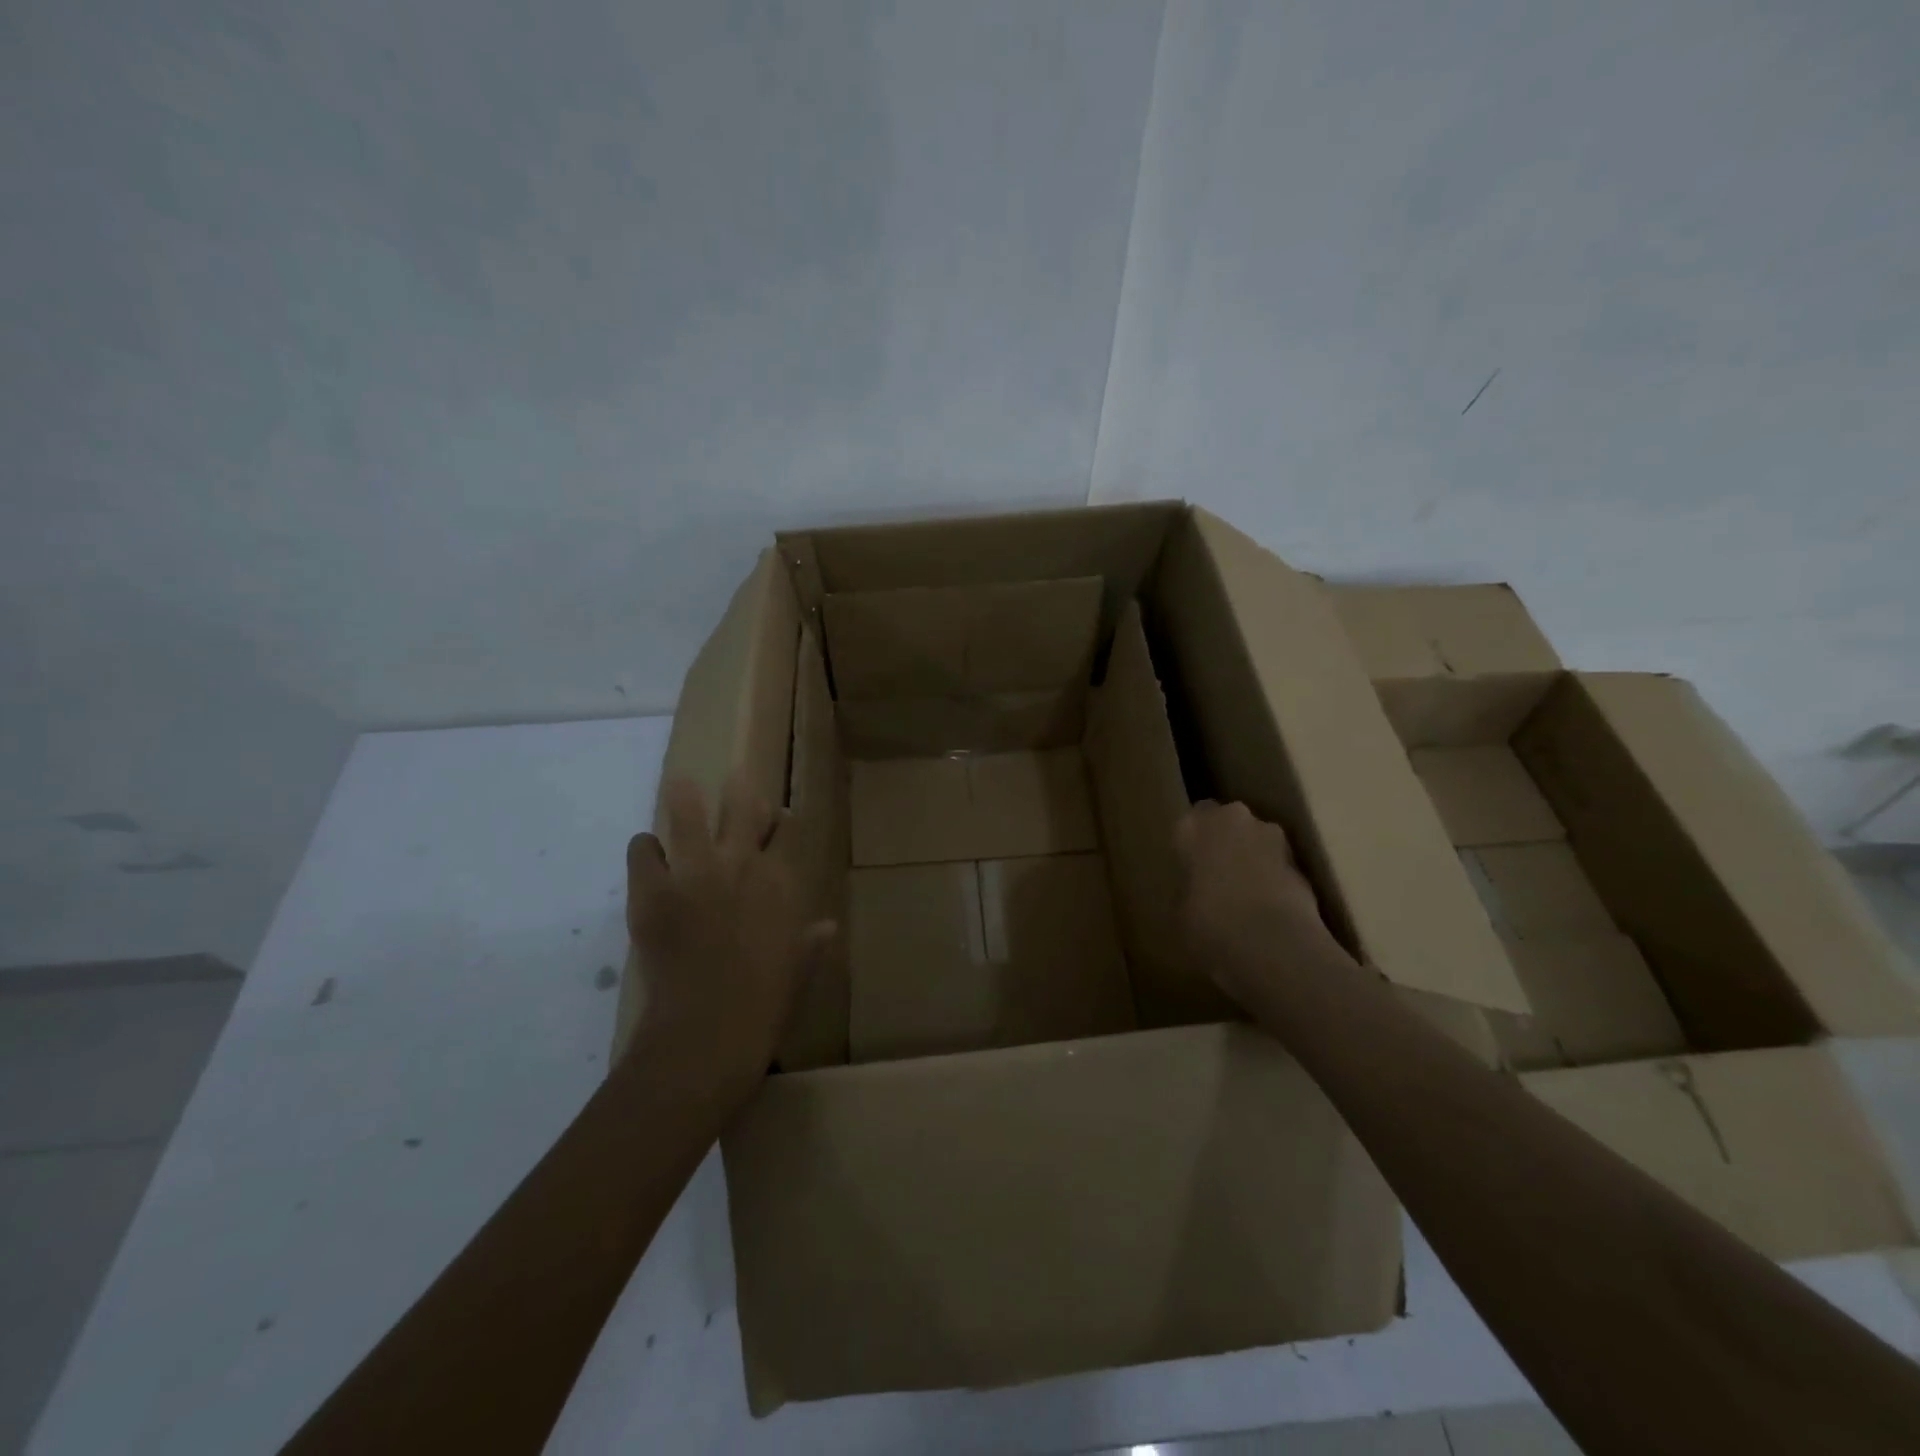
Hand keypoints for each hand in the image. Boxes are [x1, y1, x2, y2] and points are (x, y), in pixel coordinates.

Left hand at [625, 774, 833, 1109]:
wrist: (710, 1031)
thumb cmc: (766, 1002)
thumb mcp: (799, 968)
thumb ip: (812, 941)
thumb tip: (828, 927)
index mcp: (780, 880)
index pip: (786, 829)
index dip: (780, 819)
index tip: (776, 818)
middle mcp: (741, 863)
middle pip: (742, 805)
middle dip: (738, 789)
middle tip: (733, 783)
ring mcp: (695, 872)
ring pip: (688, 810)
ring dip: (684, 798)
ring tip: (679, 790)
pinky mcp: (652, 889)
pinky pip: (643, 848)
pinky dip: (646, 851)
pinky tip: (649, 861)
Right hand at [1175, 800, 1351, 1007]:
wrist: (1272, 945)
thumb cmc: (1208, 924)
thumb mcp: (1179, 910)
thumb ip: (1188, 888)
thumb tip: (1196, 893)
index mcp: (1195, 825)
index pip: (1192, 817)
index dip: (1193, 841)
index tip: (1191, 864)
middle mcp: (1235, 819)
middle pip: (1230, 822)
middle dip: (1226, 842)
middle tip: (1217, 876)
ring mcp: (1274, 838)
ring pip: (1259, 841)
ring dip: (1254, 858)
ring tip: (1246, 896)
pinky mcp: (1303, 864)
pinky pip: (1280, 866)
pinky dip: (1275, 880)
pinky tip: (1269, 911)